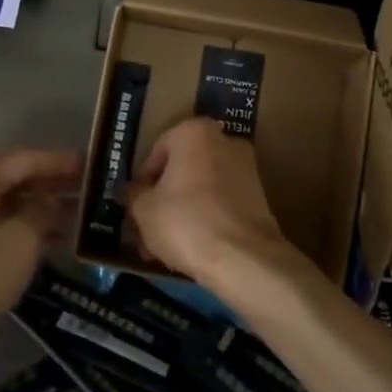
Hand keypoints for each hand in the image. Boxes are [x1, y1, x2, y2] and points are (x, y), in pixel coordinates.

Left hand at [0, 148, 81, 355]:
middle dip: (53, 186)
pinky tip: (52, 245)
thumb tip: (51, 202)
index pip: (25, 159)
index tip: (91, 165)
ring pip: (9, 208)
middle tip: (91, 194)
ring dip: (42, 212)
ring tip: (80, 221)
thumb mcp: (22, 238)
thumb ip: (43, 211)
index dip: (60, 162)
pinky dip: (26, 232)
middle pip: (16, 181)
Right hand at [128, 118, 311, 303]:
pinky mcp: (259, 198)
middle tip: (145, 229)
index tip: (135, 207)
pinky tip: (189, 249)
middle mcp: (224, 141)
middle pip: (181, 171)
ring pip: (200, 190)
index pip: (156, 153)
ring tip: (163, 248)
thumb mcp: (143, 209)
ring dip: (181, 213)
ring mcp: (246, 170)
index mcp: (194, 132)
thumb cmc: (185, 222)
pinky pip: (220, 205)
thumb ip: (133, 193)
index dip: (141, 183)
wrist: (244, 259)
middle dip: (162, 200)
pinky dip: (204, 221)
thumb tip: (132, 191)